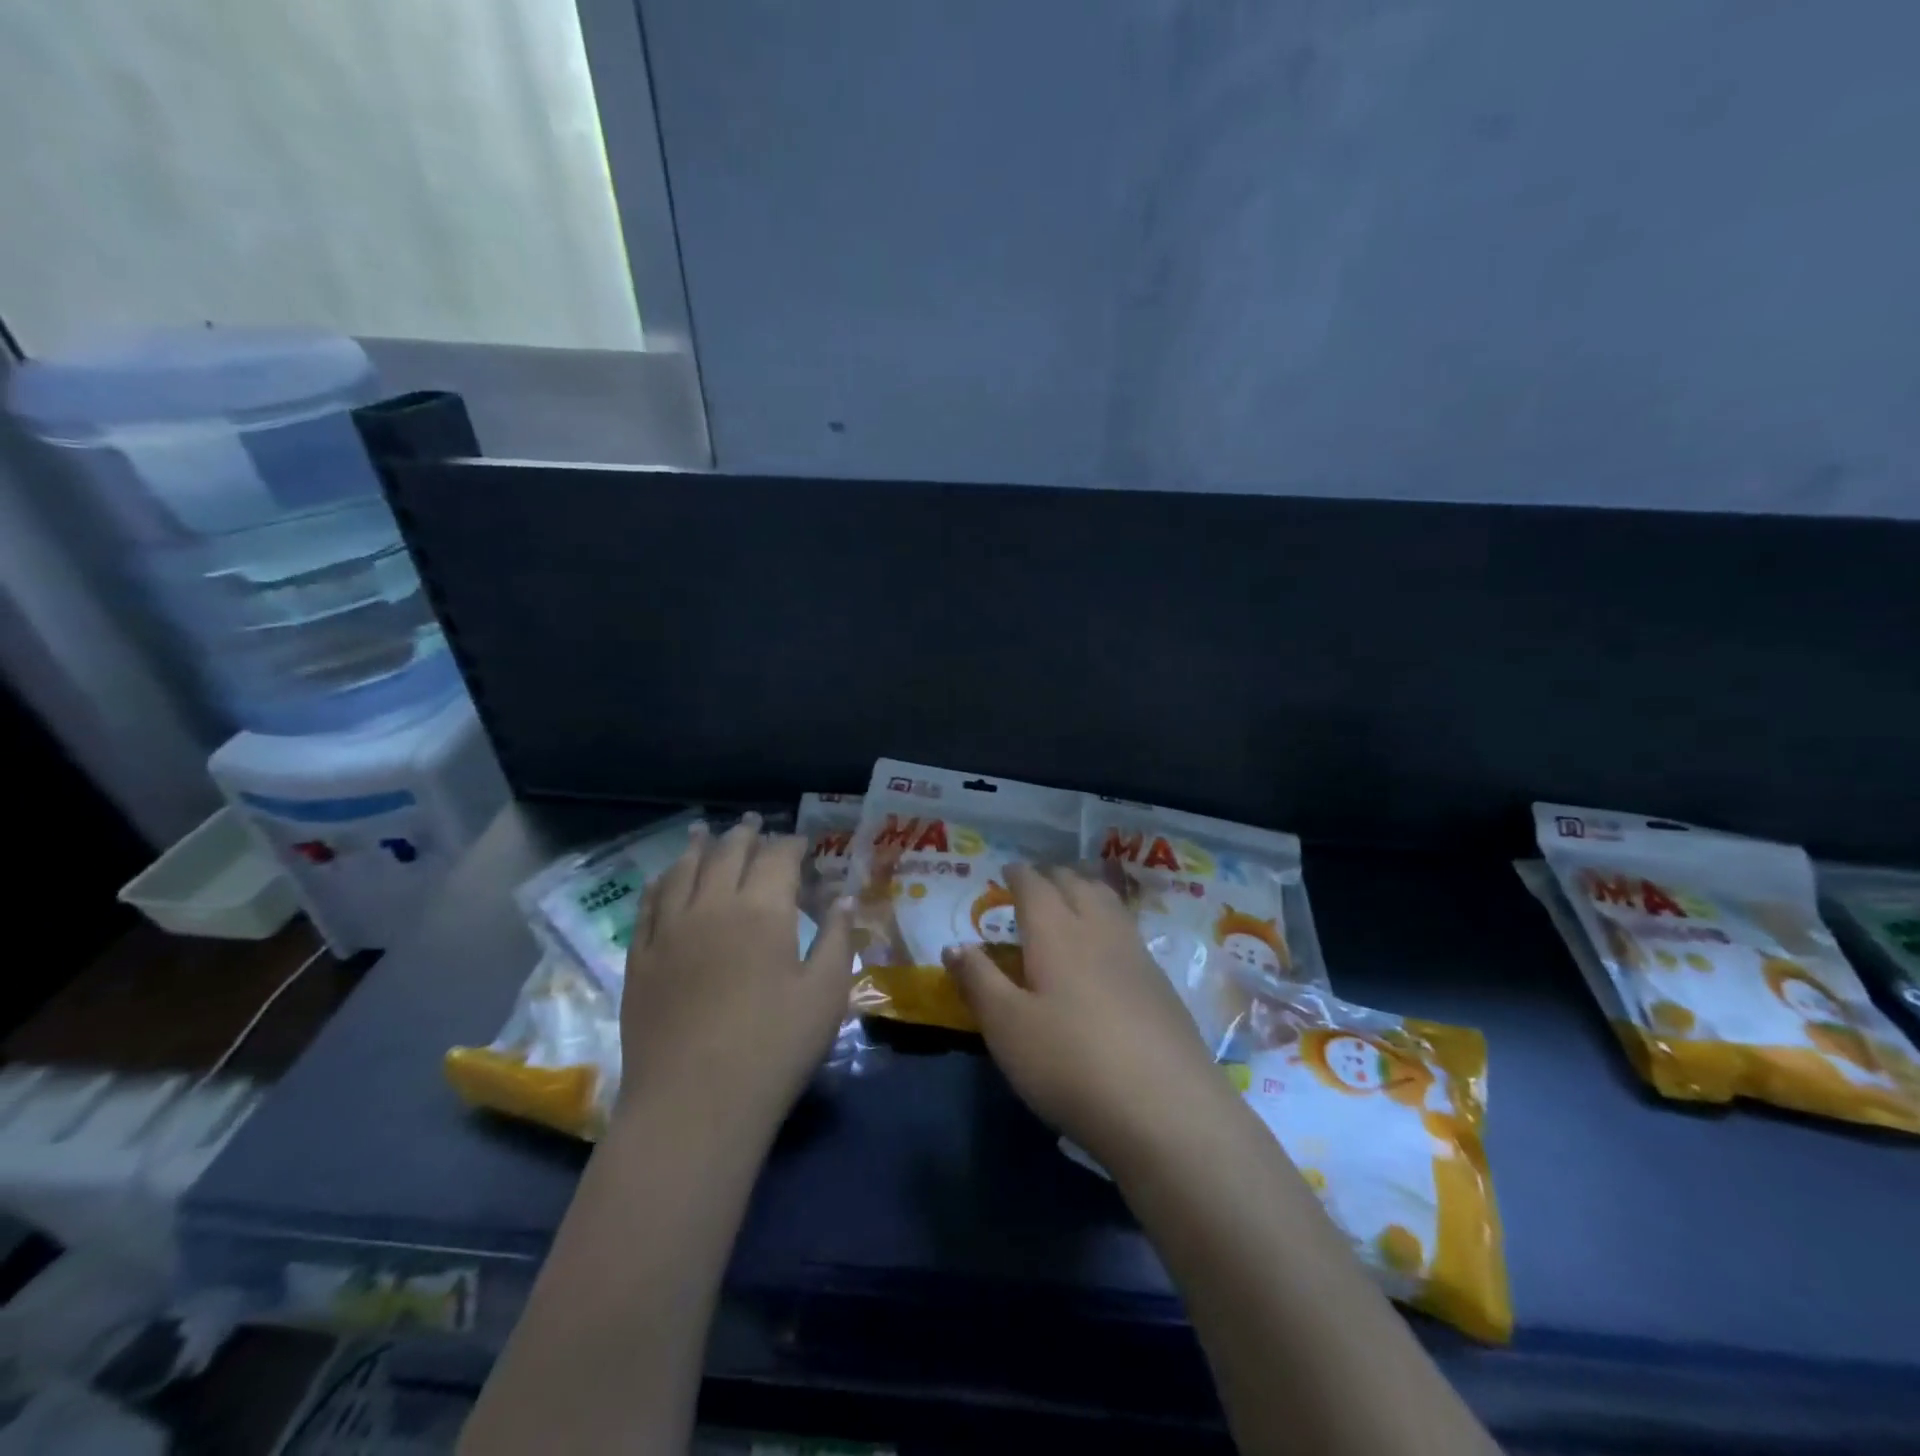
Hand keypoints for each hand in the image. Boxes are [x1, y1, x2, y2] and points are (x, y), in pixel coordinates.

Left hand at [619, 814, 855, 1134]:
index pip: (777, 858)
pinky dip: (659, 884)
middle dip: (745, 835)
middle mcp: (712, 907)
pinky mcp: (640, 961)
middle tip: (754, 822)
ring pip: (682, 872)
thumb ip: (838, 939)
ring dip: (697, 848)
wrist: (693, 1106)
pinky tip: (663, 879)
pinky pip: (647, 907)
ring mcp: (669, 932)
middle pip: (727, 855)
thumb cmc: (774, 1049)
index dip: (790, 844)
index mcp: (762, 910)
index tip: (801, 841)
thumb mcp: (826, 994)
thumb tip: (844, 899)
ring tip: (703, 832)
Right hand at [943, 864, 1233, 1168]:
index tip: (1008, 870)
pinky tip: (1108, 945)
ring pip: (1109, 902)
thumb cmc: (1069, 1063)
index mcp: (1056, 932)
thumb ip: (978, 980)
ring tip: (1074, 896)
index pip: (1035, 886)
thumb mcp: (1006, 1027)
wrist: (1166, 1108)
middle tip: (1037, 881)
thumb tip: (954, 945)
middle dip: (1053, 876)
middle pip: (1077, 885)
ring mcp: (1136, 954)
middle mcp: (1098, 930)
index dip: (1019, 875)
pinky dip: (1110, 918)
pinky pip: (1128, 929)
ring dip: (1086, 889)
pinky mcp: (1161, 983)